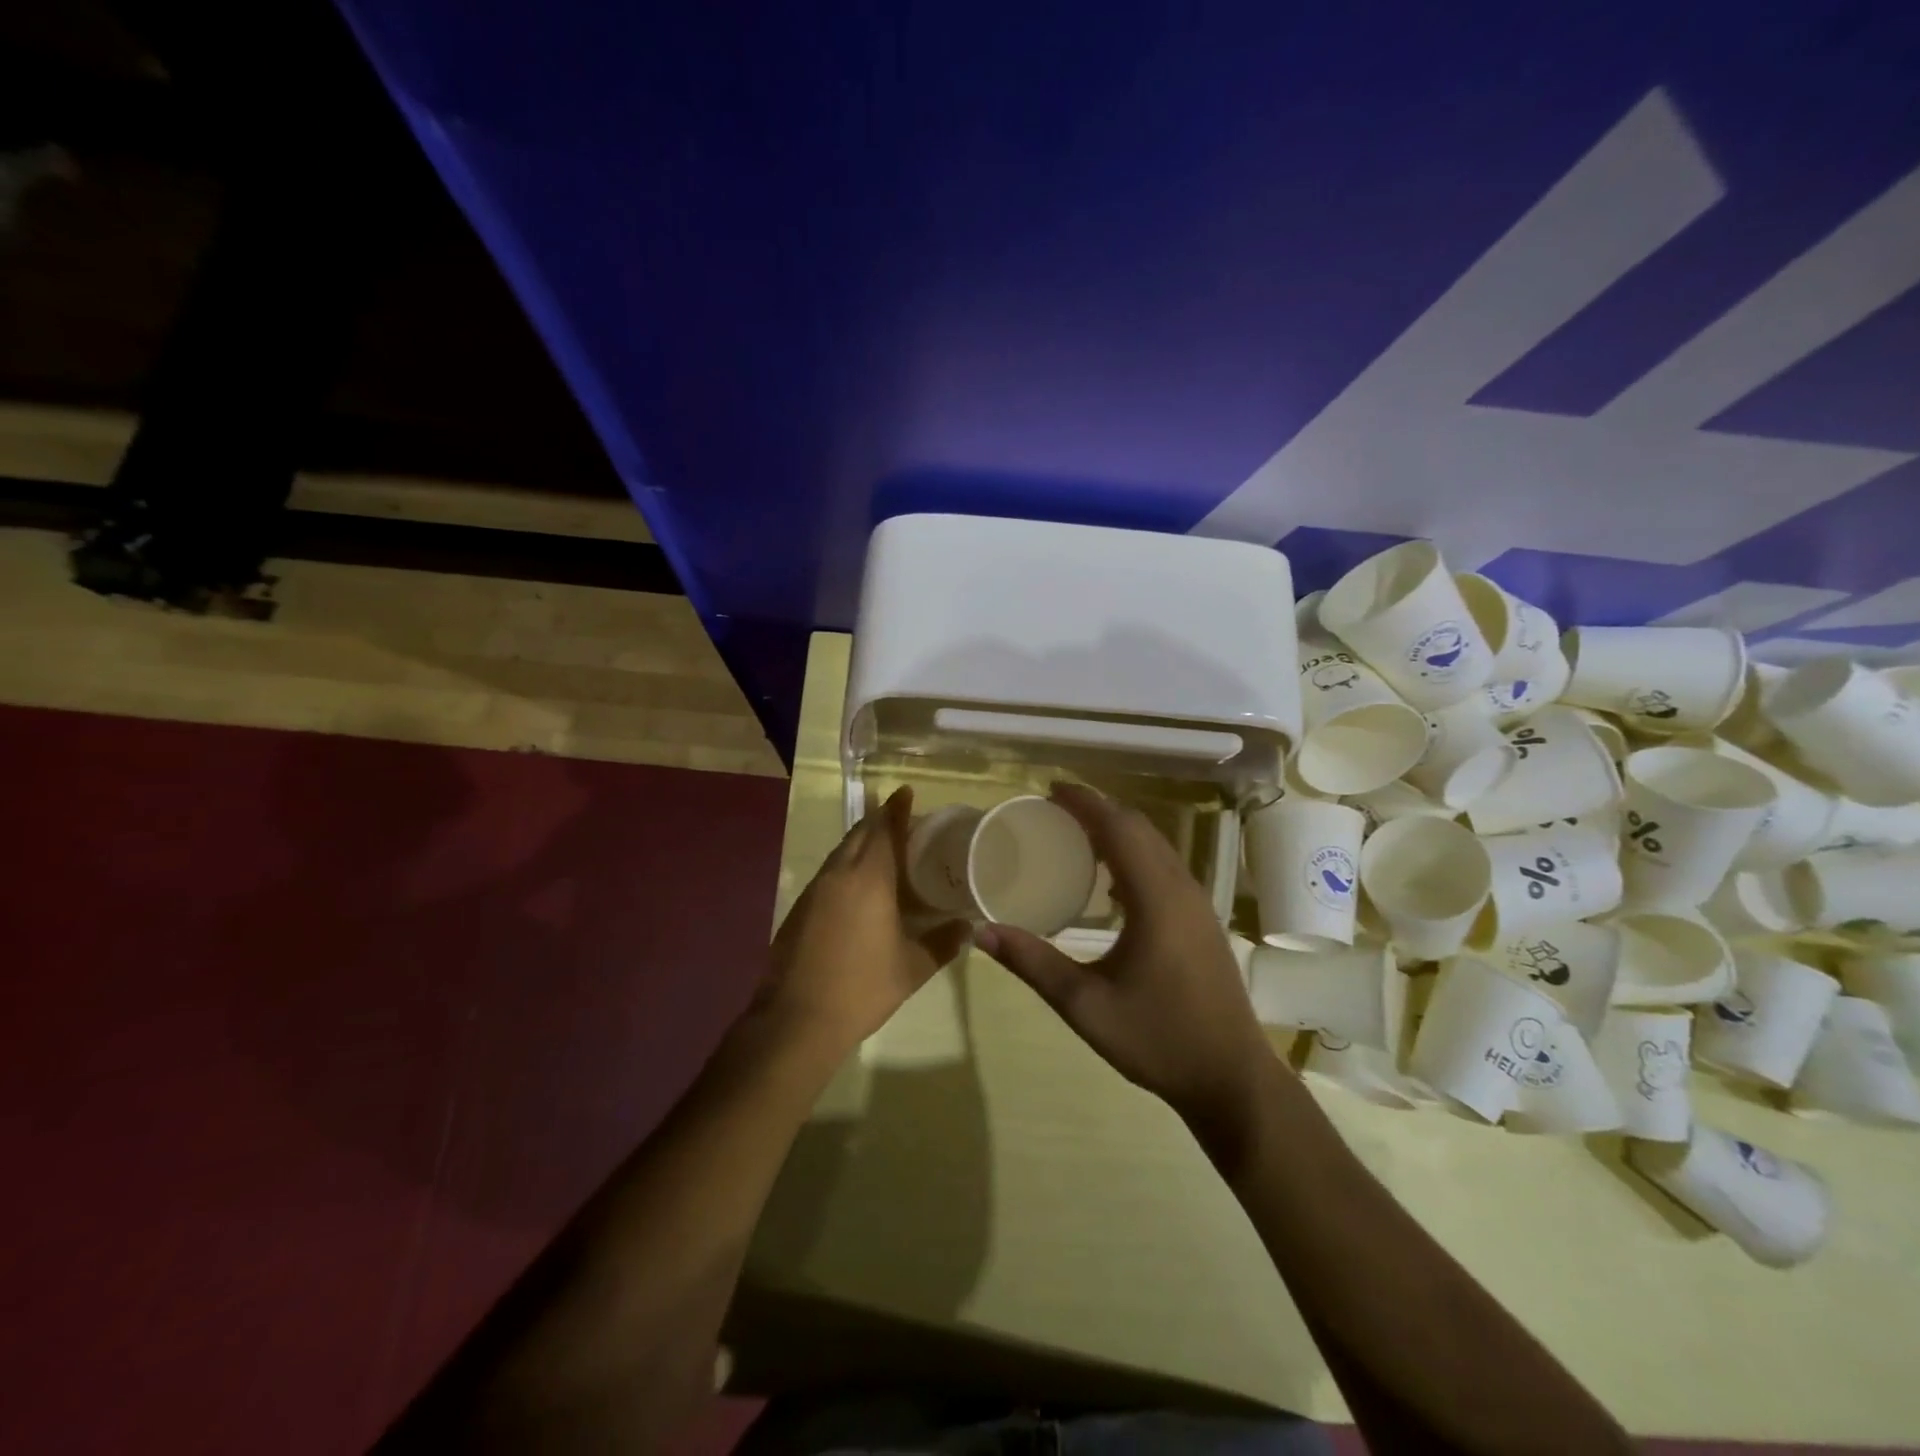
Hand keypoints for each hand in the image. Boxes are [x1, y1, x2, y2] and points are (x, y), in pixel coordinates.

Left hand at [761, 786, 969, 1052]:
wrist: (797, 1019)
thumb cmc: (862, 988)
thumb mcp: (913, 968)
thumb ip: (943, 943)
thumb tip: (967, 927)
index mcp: (868, 879)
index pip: (885, 830)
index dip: (896, 808)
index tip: (906, 791)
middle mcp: (838, 874)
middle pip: (859, 834)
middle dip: (879, 820)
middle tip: (903, 820)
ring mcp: (814, 890)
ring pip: (841, 852)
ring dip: (861, 842)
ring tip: (885, 848)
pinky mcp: (800, 908)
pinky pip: (829, 872)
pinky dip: (847, 865)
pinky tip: (859, 885)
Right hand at [973, 783, 1271, 1127]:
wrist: (1231, 1078)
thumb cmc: (1158, 1039)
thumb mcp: (1084, 1005)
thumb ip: (1032, 963)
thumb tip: (980, 933)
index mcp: (1156, 898)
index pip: (1119, 828)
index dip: (1085, 803)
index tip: (1050, 790)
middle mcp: (1181, 888)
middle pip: (1139, 828)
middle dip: (1097, 810)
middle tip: (1054, 810)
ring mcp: (1197, 903)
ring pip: (1156, 845)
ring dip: (1118, 830)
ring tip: (1075, 835)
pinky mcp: (1201, 920)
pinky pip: (1164, 866)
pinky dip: (1134, 854)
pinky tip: (1109, 881)